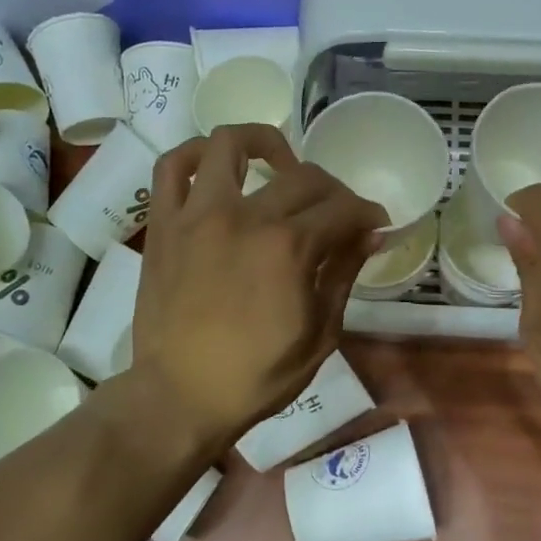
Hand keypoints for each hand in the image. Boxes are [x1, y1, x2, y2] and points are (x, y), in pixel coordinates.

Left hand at [131, 125, 386, 441]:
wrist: (180, 397)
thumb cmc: (257, 376)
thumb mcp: (320, 333)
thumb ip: (344, 273)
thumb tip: (372, 234)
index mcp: (288, 248)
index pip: (342, 209)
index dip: (367, 213)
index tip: (376, 223)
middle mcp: (244, 217)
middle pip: (302, 177)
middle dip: (333, 190)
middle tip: (337, 212)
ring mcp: (198, 215)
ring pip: (230, 144)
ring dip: (263, 143)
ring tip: (278, 165)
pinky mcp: (164, 224)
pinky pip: (171, 167)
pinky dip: (194, 154)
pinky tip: (215, 167)